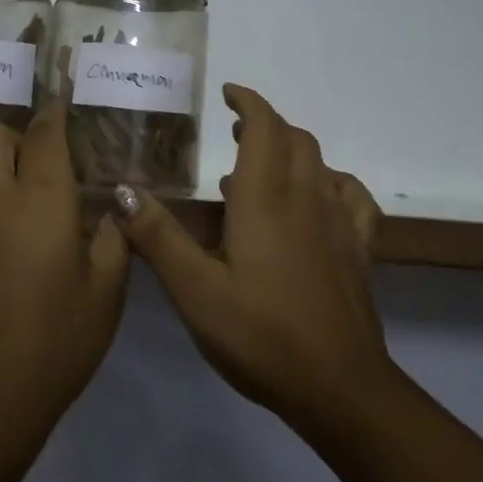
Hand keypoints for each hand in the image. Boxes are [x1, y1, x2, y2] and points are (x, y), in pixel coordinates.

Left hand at [0, 105, 130, 456]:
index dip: (55, 108)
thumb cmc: (52, 344)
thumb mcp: (105, 294)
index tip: (65, 89)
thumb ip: (114, 238)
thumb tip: (114, 206)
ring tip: (27, 189)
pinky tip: (5, 226)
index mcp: (39, 200)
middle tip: (47, 159)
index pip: (44, 133)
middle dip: (17, 131)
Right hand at [114, 85, 389, 434]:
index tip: (229, 93)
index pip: (264, 127)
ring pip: (321, 163)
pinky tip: (320, 199)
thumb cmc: (260, 335)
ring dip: (293, 150)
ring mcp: (339, 223)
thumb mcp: (194, 290)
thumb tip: (123, 191)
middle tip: (235, 133)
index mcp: (265, 198)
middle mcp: (306, 197)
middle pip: (294, 138)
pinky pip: (353, 198)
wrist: (339, 388)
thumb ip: (158, 237)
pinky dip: (333, 183)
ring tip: (264, 166)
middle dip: (266, 124)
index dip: (249, 102)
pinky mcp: (359, 251)